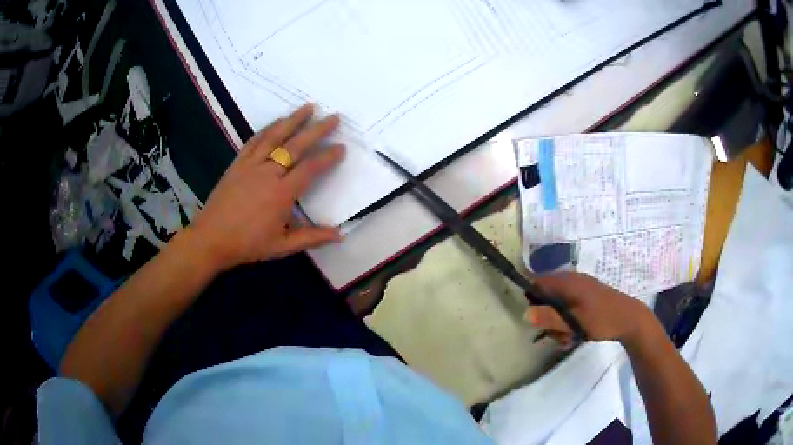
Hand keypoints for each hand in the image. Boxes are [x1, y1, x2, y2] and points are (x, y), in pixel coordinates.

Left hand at [185, 104, 343, 271]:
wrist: (210, 239)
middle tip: (333, 117)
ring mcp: (250, 166)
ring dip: (293, 120)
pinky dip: (267, 129)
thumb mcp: (282, 246)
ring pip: (274, 137)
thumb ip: (311, 238)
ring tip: (308, 106)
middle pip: (295, 146)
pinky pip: (254, 141)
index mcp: (281, 194)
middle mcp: (267, 174)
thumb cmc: (247, 245)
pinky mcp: (237, 164)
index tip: (341, 147)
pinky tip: (276, 121)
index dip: (327, 157)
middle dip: (316, 130)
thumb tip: (340, 236)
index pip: (310, 169)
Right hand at [525, 272, 652, 346]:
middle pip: (546, 296)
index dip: (532, 299)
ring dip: (558, 323)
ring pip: (557, 305)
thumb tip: (525, 313)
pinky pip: (569, 307)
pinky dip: (568, 320)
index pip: (538, 282)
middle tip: (555, 334)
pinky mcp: (586, 297)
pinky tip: (574, 334)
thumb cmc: (602, 318)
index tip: (535, 319)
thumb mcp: (574, 322)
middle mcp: (572, 281)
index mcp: (567, 282)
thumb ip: (549, 318)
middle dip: (547, 317)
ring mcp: (580, 288)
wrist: (630, 318)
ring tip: (567, 338)